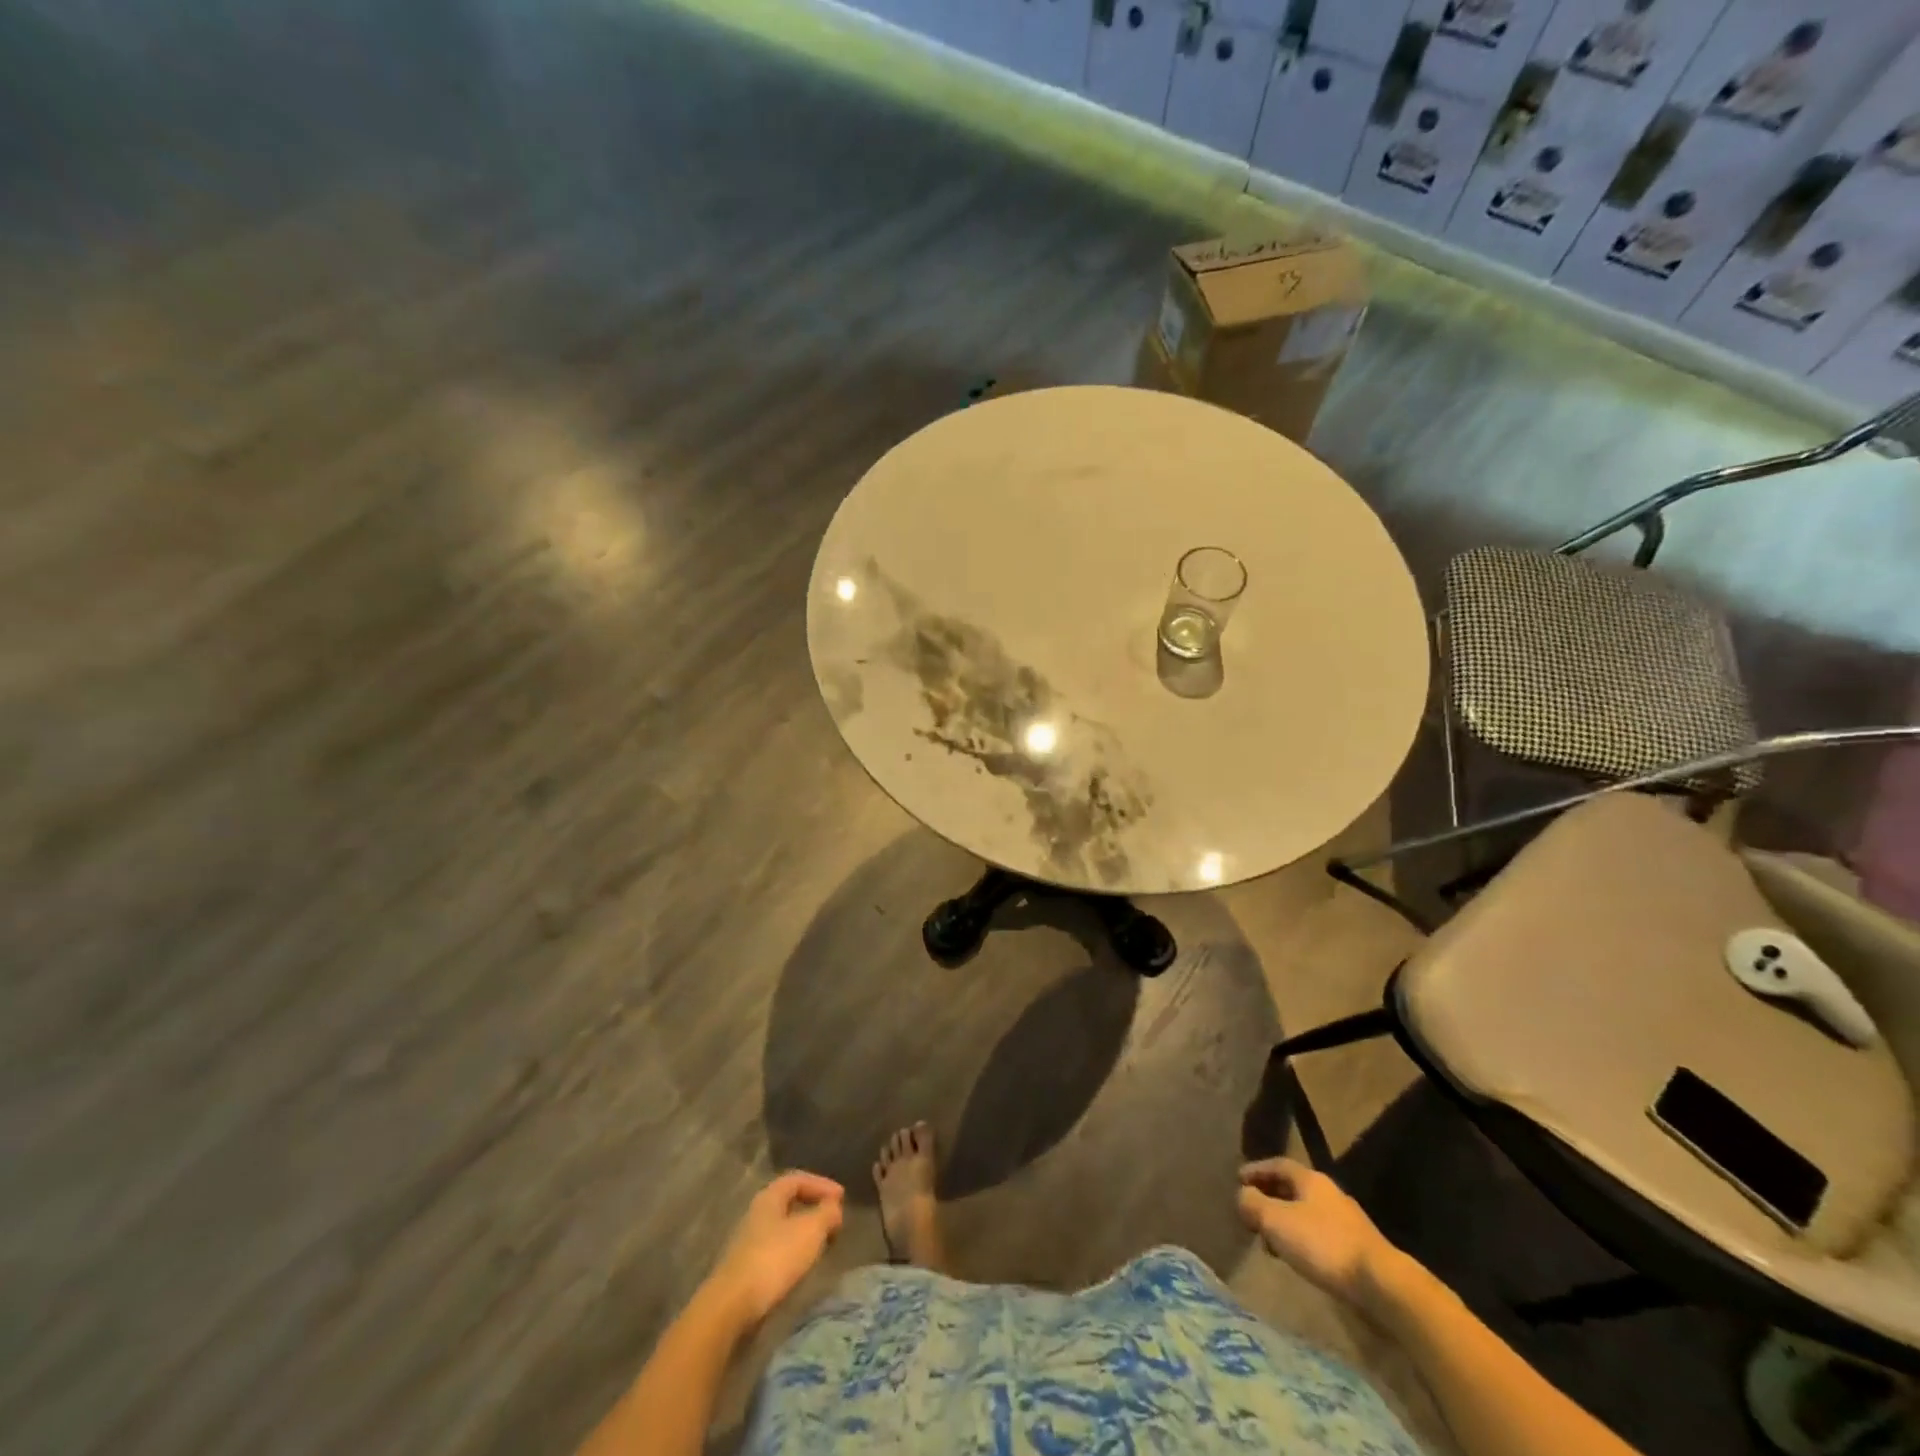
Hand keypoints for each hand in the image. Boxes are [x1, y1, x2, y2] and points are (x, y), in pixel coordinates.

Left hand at [705, 1172, 845, 1327]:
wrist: (731, 1307)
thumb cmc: (774, 1259)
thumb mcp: (810, 1230)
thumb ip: (827, 1214)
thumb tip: (834, 1207)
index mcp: (769, 1197)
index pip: (798, 1179)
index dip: (822, 1184)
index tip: (841, 1198)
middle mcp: (756, 1214)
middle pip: (789, 1203)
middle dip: (813, 1209)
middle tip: (834, 1220)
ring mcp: (747, 1243)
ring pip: (782, 1228)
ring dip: (804, 1232)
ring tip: (823, 1245)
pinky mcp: (745, 1270)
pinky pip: (775, 1250)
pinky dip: (793, 1252)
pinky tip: (802, 1266)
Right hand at [1237, 1158, 1395, 1304]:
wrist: (1380, 1283)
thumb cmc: (1323, 1244)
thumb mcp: (1276, 1221)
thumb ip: (1253, 1204)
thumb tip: (1242, 1196)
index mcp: (1310, 1180)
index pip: (1277, 1165)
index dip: (1256, 1170)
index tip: (1238, 1179)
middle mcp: (1329, 1193)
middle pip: (1292, 1187)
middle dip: (1269, 1197)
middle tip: (1251, 1211)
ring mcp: (1346, 1220)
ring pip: (1306, 1212)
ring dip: (1285, 1220)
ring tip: (1270, 1240)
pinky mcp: (1356, 1247)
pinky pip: (1319, 1233)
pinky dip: (1301, 1238)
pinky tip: (1297, 1256)